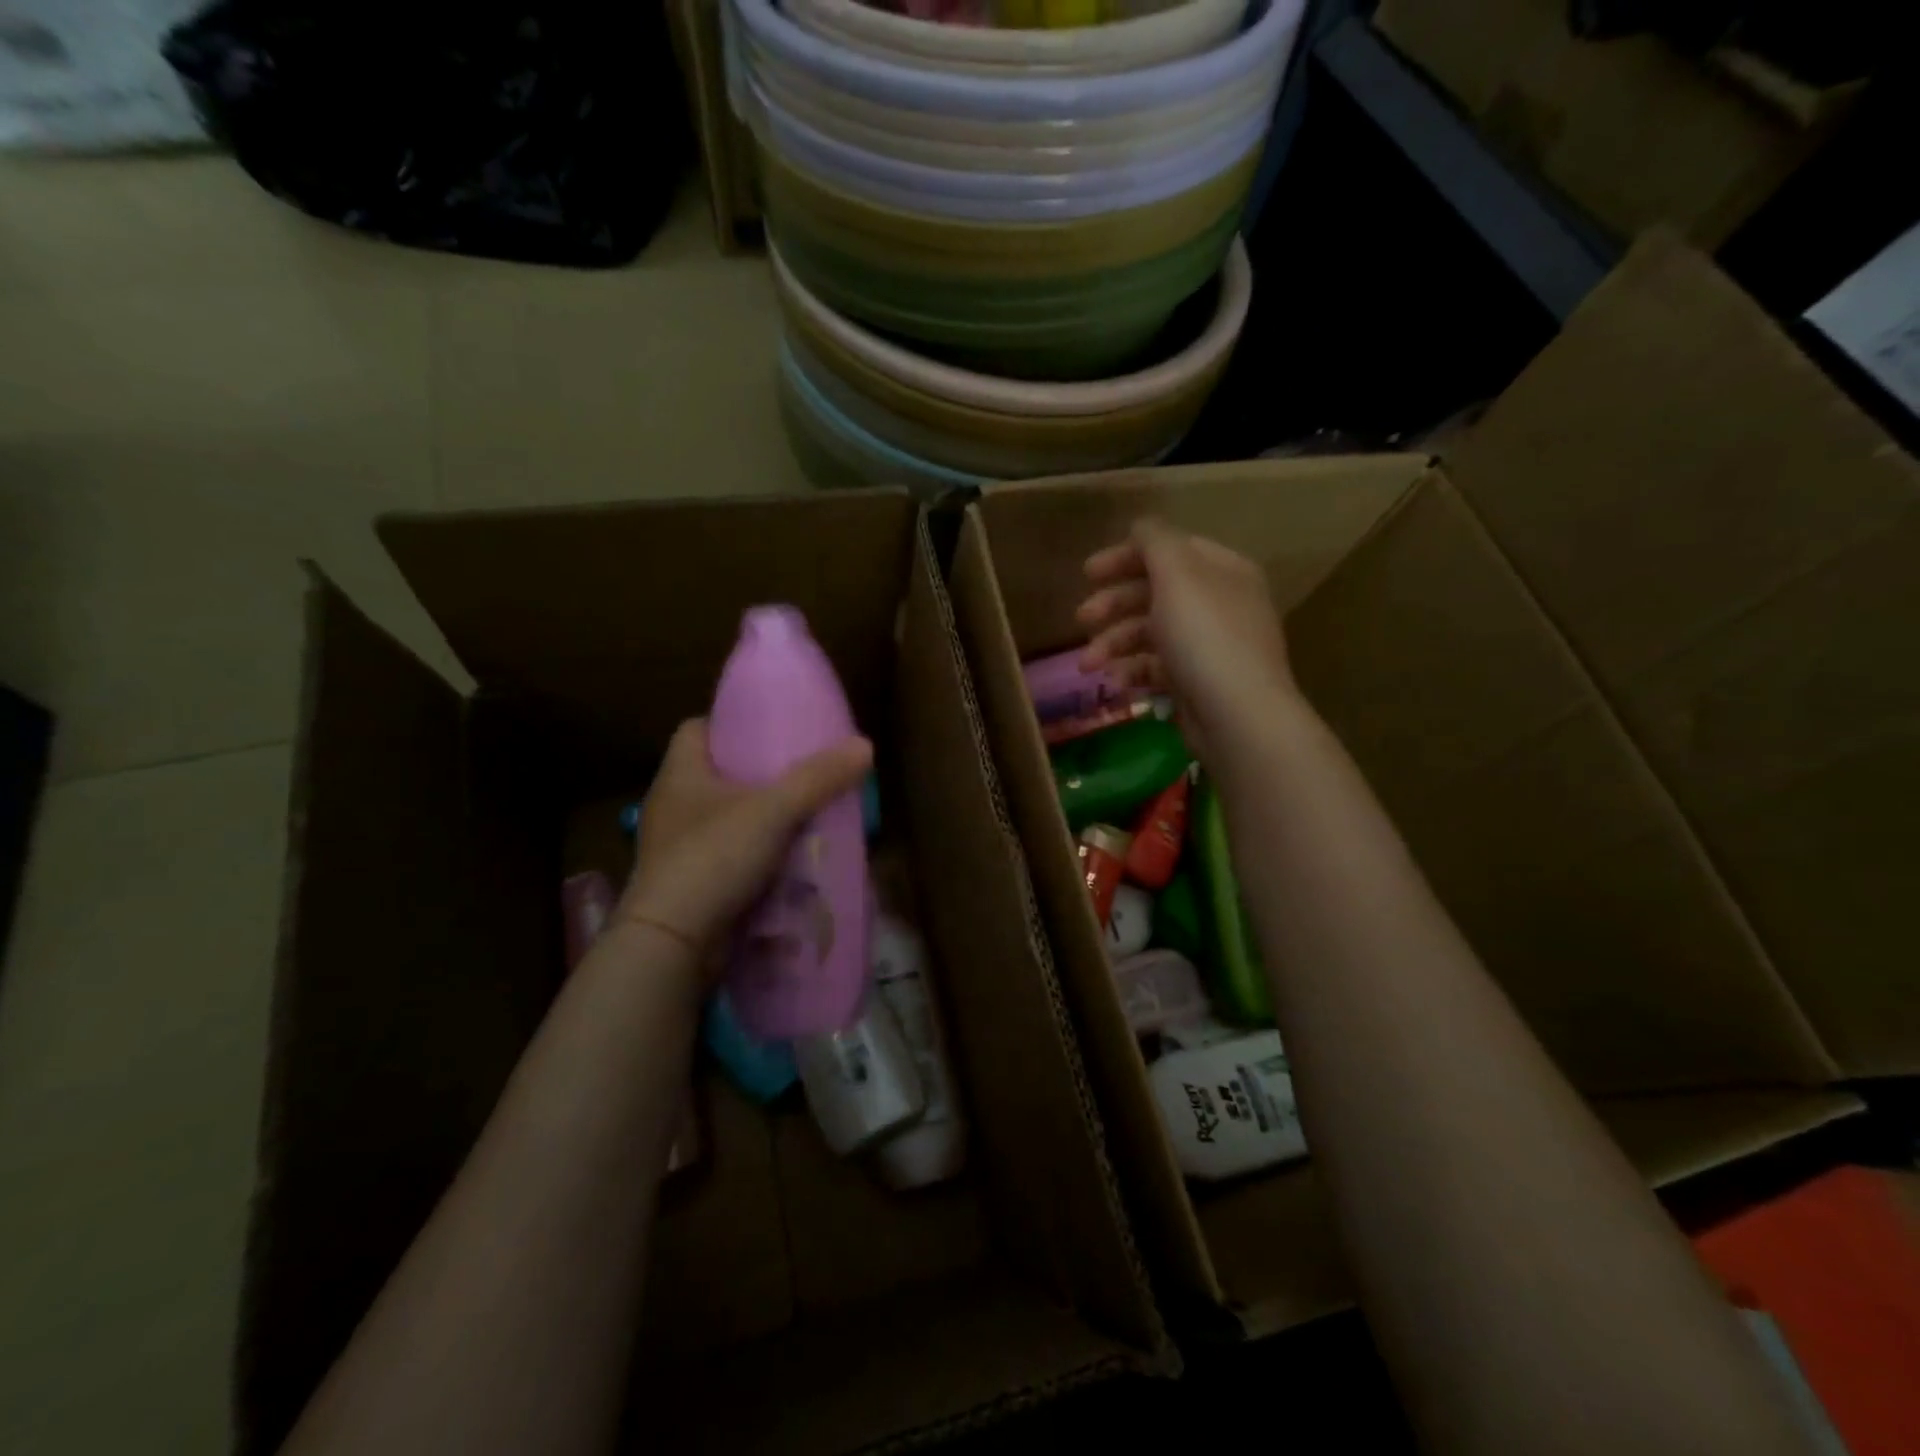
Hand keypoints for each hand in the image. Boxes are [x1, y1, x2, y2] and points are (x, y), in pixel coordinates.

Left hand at [618, 719, 872, 966]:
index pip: (696, 729)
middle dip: (757, 774)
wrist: (673, 944)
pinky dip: (757, 859)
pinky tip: (791, 862)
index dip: (730, 723)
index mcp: (680, 775)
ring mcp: (678, 850)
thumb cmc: (714, 857)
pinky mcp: (690, 886)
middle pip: (717, 775)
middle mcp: (673, 807)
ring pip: (726, 820)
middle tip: (801, 773)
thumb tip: (865, 745)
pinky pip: (729, 860)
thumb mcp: (773, 810)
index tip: (769, 728)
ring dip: (761, 820)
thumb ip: (818, 778)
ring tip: (805, 816)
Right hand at [1076, 517, 1296, 762]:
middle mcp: (1218, 603)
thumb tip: (1140, 526)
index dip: (1126, 556)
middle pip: (1155, 592)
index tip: (1088, 573)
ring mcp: (1209, 645)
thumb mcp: (1177, 575)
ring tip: (1087, 665)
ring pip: (1151, 633)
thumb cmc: (1204, 637)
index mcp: (1221, 570)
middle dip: (1113, 604)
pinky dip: (1132, 670)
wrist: (1237, 716)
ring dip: (1113, 644)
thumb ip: (1155, 542)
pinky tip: (1115, 681)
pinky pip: (1157, 667)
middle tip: (1081, 619)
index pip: (1169, 550)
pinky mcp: (1197, 683)